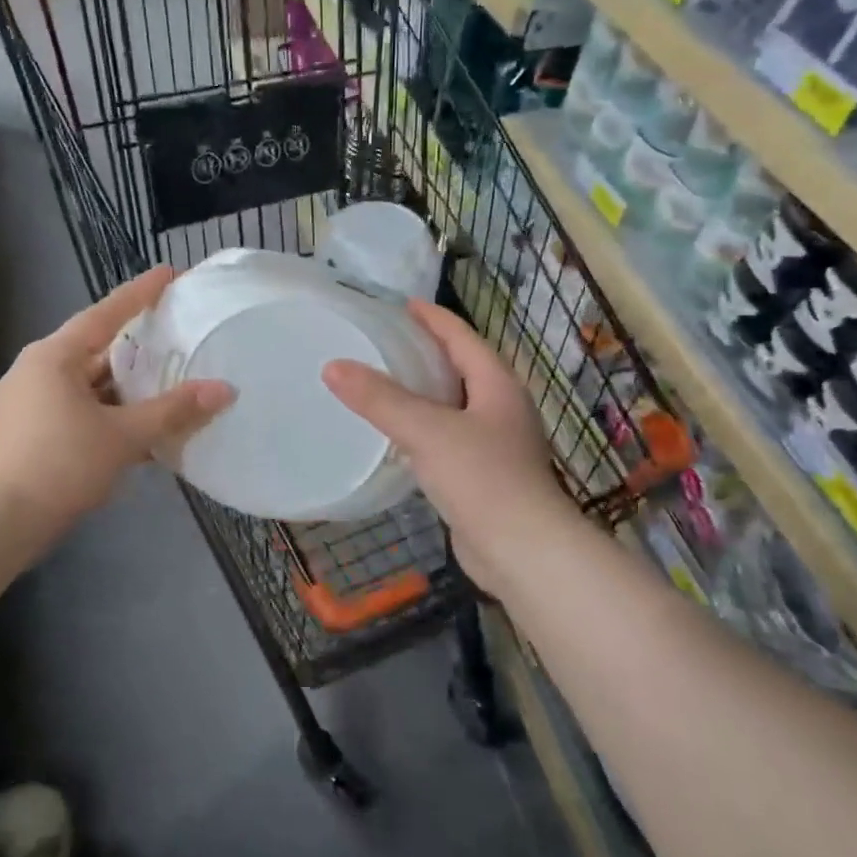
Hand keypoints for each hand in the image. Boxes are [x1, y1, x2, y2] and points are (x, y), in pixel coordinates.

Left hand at [0, 267, 233, 539]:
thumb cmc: (56, 465)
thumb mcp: (121, 436)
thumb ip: (173, 411)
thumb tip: (225, 390)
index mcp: (55, 356)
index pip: (106, 313)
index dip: (141, 293)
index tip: (169, 273)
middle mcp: (39, 371)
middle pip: (99, 350)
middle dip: (139, 347)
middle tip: (179, 335)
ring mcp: (31, 404)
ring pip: (91, 387)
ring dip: (128, 391)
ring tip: (169, 386)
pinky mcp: (30, 435)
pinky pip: (81, 413)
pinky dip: (111, 418)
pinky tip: (141, 433)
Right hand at [322, 300, 576, 595]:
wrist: (524, 552)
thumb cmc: (482, 479)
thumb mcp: (426, 431)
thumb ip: (380, 398)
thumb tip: (333, 366)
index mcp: (497, 385)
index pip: (462, 337)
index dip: (433, 318)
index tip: (403, 304)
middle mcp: (502, 408)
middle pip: (462, 367)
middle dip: (428, 352)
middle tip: (386, 342)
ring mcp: (498, 444)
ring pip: (456, 405)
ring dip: (426, 392)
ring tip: (387, 384)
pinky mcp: (486, 476)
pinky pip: (450, 437)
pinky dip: (425, 428)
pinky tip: (401, 437)